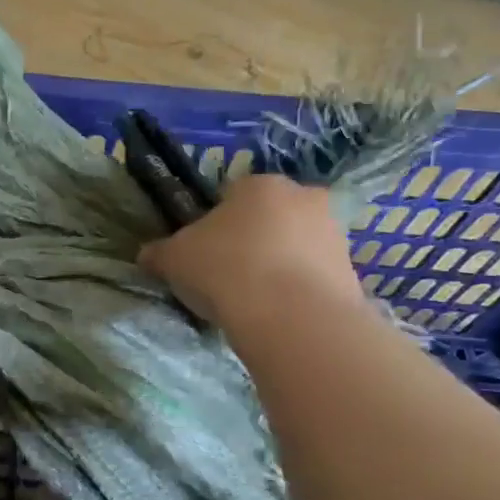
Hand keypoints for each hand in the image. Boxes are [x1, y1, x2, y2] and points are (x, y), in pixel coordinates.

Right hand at [138, 173, 362, 329]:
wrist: (291, 316)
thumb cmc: (226, 269)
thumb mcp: (174, 259)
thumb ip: (160, 252)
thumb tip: (148, 254)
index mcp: (259, 184)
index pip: (231, 194)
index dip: (214, 223)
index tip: (203, 252)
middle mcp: (303, 198)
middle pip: (268, 217)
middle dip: (252, 239)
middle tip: (227, 273)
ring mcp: (334, 233)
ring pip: (294, 245)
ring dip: (277, 264)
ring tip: (252, 300)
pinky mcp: (351, 271)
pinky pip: (313, 275)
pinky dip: (297, 290)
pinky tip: (277, 314)